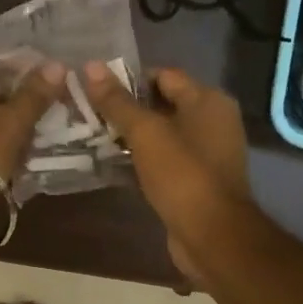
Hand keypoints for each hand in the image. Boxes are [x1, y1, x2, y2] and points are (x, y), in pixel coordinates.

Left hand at [0, 48, 64, 181]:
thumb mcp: (11, 121)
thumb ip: (34, 93)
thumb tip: (58, 65)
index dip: (8, 57)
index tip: (39, 63)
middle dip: (17, 87)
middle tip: (52, 88)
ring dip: (14, 114)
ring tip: (51, 112)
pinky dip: (6, 137)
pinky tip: (35, 140)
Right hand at [83, 63, 251, 284]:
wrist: (213, 237)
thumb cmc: (182, 175)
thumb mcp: (145, 133)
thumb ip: (117, 101)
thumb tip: (90, 66)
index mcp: (208, 100)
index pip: (163, 75)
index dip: (129, 79)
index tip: (95, 88)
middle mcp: (213, 120)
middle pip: (162, 102)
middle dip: (127, 107)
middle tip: (89, 111)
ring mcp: (207, 151)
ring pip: (161, 133)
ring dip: (132, 134)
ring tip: (94, 134)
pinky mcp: (197, 178)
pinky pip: (165, 158)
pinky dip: (142, 157)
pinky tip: (112, 161)